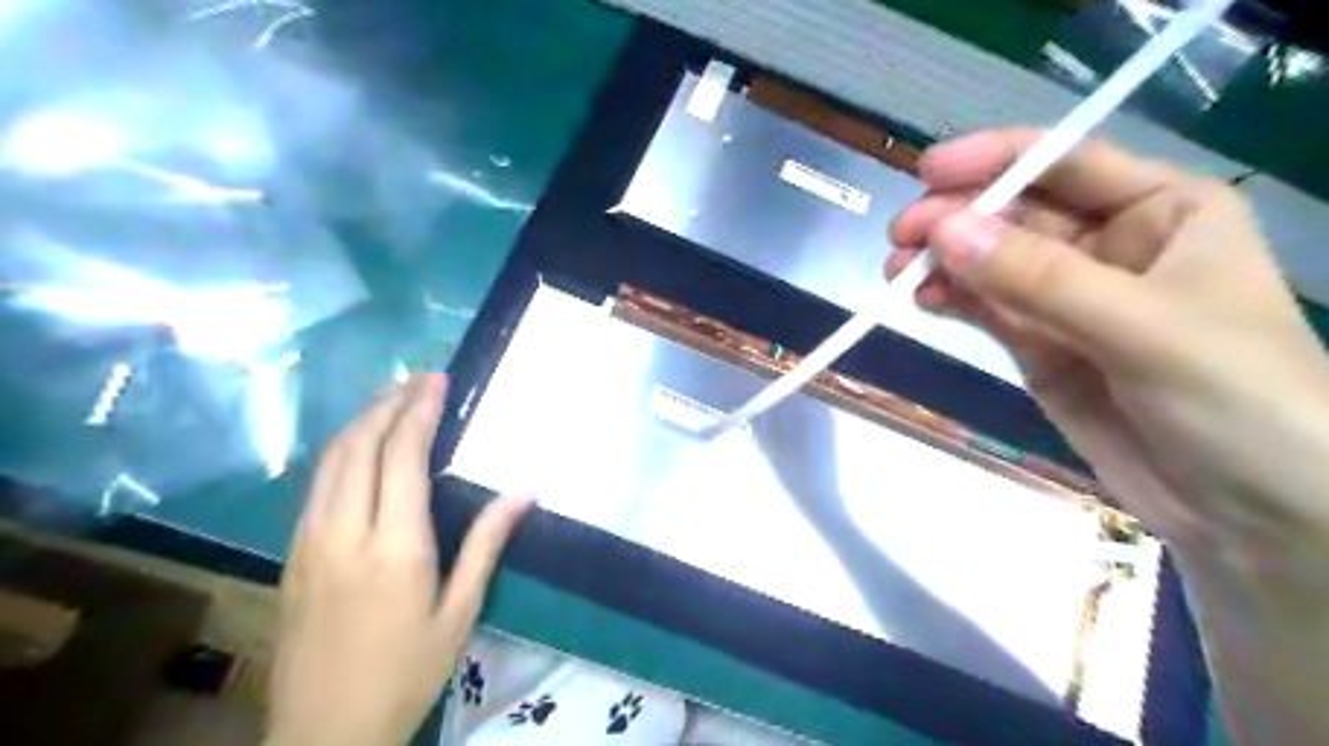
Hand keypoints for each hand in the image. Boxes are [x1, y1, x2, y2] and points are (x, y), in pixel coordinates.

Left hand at [265, 373, 531, 745]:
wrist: (324, 733)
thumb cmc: (406, 672)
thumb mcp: (460, 611)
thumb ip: (487, 543)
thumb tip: (524, 490)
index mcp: (394, 546)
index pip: (402, 457)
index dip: (419, 411)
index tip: (437, 380)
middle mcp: (344, 531)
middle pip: (358, 446)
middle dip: (389, 403)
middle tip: (418, 377)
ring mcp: (310, 540)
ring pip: (329, 460)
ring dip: (361, 420)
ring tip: (392, 397)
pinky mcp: (293, 553)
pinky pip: (315, 484)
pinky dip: (341, 450)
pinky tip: (360, 444)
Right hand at [887, 129, 1327, 571]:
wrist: (1251, 512)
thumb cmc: (1237, 397)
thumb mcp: (1142, 328)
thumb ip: (1039, 278)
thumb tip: (943, 232)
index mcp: (1162, 211)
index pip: (1066, 164)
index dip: (994, 161)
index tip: (927, 173)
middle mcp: (1111, 245)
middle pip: (1017, 215)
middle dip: (957, 221)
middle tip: (900, 239)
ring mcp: (1069, 300)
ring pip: (992, 265)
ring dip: (943, 264)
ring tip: (896, 273)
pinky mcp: (1041, 346)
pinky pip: (988, 310)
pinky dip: (952, 302)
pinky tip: (921, 301)